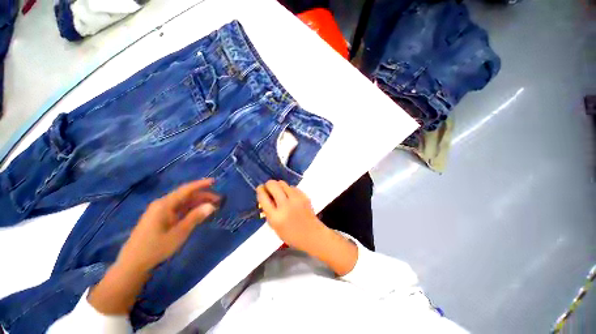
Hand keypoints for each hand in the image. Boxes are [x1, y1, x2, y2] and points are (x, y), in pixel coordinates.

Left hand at [89, 179, 219, 314]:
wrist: (133, 263)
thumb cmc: (155, 247)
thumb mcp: (179, 233)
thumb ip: (195, 217)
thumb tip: (211, 205)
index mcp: (165, 204)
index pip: (186, 190)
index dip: (201, 184)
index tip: (214, 181)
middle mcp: (163, 204)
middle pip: (187, 195)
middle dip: (203, 196)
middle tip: (219, 200)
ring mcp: (161, 211)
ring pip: (184, 202)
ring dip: (199, 203)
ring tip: (213, 206)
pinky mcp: (162, 218)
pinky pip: (180, 210)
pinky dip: (191, 210)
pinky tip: (200, 213)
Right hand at [256, 180, 357, 275]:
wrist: (312, 234)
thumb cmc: (291, 234)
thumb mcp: (275, 227)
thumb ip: (268, 212)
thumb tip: (265, 195)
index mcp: (276, 217)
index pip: (263, 197)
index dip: (260, 190)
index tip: (260, 188)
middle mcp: (285, 205)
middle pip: (273, 185)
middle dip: (269, 184)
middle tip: (269, 188)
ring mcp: (296, 199)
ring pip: (283, 183)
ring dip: (279, 186)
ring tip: (280, 193)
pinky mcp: (304, 196)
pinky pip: (292, 187)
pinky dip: (289, 190)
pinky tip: (290, 197)